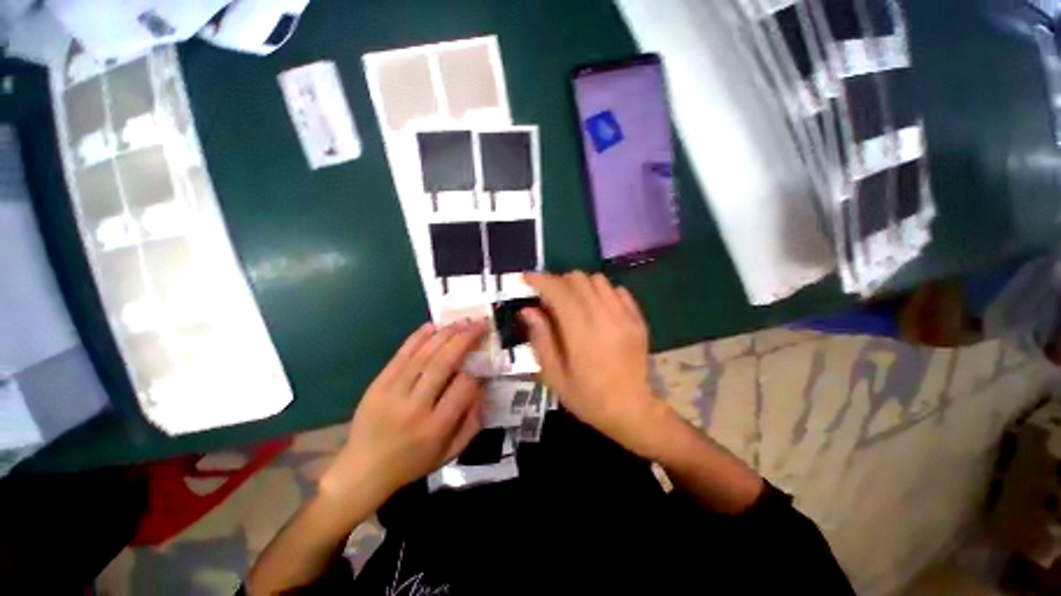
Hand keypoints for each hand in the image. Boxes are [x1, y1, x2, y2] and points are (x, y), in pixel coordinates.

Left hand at [320, 321, 486, 506]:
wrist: (362, 471)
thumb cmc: (411, 463)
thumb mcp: (449, 454)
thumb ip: (472, 424)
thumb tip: (482, 390)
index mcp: (435, 428)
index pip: (463, 389)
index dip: (475, 372)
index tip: (480, 364)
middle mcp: (415, 408)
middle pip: (443, 364)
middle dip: (464, 340)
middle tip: (479, 324)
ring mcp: (392, 393)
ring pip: (423, 355)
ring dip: (445, 334)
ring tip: (462, 321)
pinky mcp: (377, 385)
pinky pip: (400, 356)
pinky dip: (417, 338)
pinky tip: (432, 326)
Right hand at [521, 272, 670, 458]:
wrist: (633, 411)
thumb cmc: (588, 398)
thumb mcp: (555, 377)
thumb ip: (541, 339)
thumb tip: (527, 310)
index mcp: (581, 333)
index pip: (558, 291)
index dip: (540, 280)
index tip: (527, 279)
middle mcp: (605, 317)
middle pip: (578, 279)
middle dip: (558, 282)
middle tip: (549, 298)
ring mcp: (625, 316)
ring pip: (598, 280)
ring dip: (580, 285)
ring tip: (572, 303)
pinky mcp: (637, 319)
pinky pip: (617, 290)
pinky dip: (602, 292)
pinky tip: (596, 309)